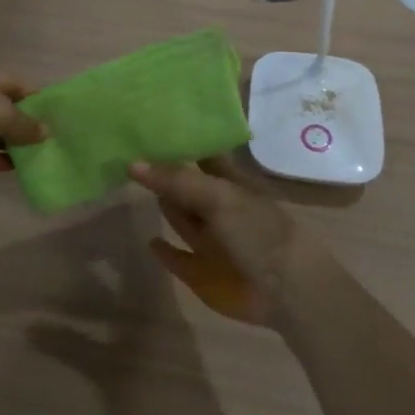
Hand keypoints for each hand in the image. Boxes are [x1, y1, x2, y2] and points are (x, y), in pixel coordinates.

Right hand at [128, 157, 327, 325]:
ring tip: (131, 186)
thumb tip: (132, 163)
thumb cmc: (258, 232)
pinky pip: (177, 257)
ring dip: (163, 204)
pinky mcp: (202, 271)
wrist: (286, 290)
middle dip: (163, 171)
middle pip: (186, 185)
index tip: (148, 125)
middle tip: (129, 152)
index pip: (202, 153)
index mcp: (230, 182)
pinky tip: (150, 240)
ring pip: (181, 217)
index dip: (180, 141)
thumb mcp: (219, 197)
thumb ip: (177, 180)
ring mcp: (210, 240)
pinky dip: (164, 250)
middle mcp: (218, 207)